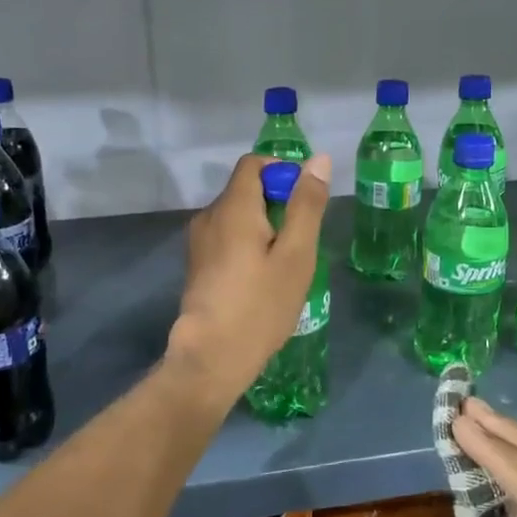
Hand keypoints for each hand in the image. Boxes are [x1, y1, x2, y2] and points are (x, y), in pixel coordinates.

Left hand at [164, 152, 330, 410]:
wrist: (212, 356)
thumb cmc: (260, 304)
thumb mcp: (295, 255)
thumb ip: (306, 205)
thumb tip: (318, 160)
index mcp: (232, 206)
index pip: (253, 164)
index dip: (282, 172)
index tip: (304, 203)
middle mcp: (209, 216)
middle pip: (245, 189)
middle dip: (277, 204)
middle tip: (300, 242)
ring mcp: (199, 242)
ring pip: (237, 216)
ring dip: (264, 227)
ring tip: (285, 264)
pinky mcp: (198, 265)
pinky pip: (227, 238)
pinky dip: (248, 244)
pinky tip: (262, 279)